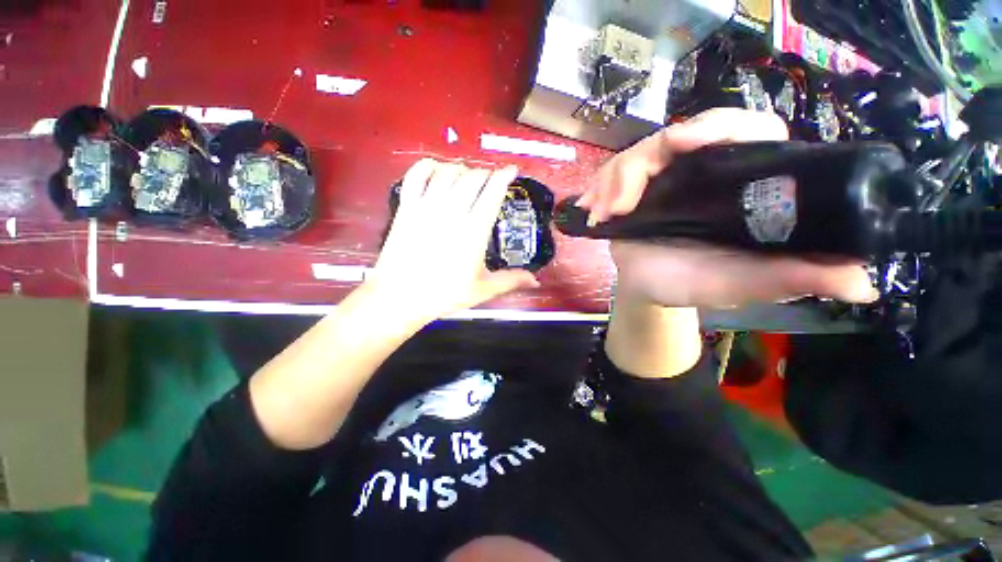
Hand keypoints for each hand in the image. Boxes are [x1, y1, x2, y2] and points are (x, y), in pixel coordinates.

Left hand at [367, 159, 539, 321]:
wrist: (400, 297)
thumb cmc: (444, 294)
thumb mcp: (482, 289)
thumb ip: (511, 280)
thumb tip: (536, 280)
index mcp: (474, 230)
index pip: (492, 192)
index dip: (504, 177)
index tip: (511, 170)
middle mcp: (452, 211)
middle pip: (472, 177)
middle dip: (485, 174)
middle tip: (489, 182)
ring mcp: (426, 206)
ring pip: (448, 172)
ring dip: (462, 169)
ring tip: (468, 177)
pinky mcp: (406, 206)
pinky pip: (417, 175)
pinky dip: (429, 166)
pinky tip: (437, 169)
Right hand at [577, 108, 879, 307]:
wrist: (649, 288)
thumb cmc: (695, 284)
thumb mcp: (741, 285)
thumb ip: (790, 279)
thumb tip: (862, 282)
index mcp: (741, 184)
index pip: (744, 130)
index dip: (717, 126)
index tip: (682, 143)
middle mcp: (705, 171)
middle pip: (679, 135)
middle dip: (644, 160)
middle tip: (621, 197)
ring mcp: (665, 177)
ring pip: (640, 153)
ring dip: (615, 180)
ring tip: (601, 214)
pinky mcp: (636, 187)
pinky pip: (615, 172)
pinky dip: (600, 186)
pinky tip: (591, 209)